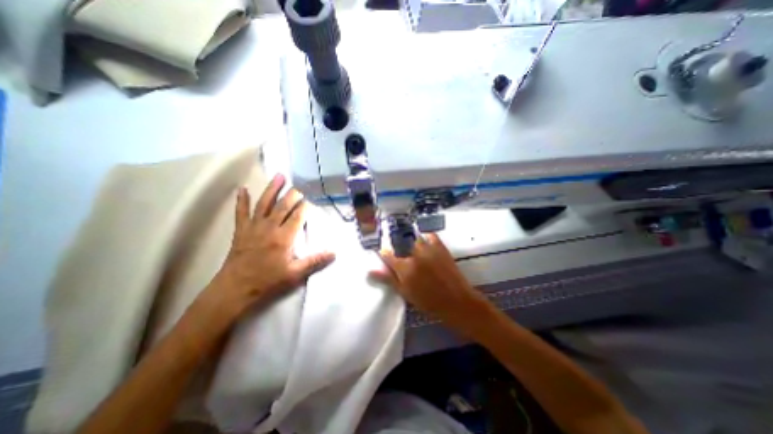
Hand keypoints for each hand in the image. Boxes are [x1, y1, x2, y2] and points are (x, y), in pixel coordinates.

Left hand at [206, 173, 336, 318]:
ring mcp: (253, 227)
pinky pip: (241, 212)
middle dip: (293, 194)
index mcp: (283, 237)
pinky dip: (241, 200)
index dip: (305, 206)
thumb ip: (315, 261)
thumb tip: (334, 252)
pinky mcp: (241, 230)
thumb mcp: (295, 274)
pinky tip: (242, 189)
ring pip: (264, 204)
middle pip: (283, 206)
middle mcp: (269, 227)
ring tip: (279, 176)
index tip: (312, 197)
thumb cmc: (268, 281)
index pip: (297, 216)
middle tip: (300, 184)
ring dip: (272, 189)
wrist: (235, 289)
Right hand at [369, 234, 491, 331]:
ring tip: (413, 249)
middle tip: (401, 253)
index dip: (384, 254)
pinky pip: (430, 235)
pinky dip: (426, 237)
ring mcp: (429, 249)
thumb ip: (388, 278)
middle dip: (398, 246)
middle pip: (401, 243)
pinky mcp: (440, 246)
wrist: (456, 301)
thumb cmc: (428, 301)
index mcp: (405, 268)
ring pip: (414, 238)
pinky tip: (426, 244)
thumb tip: (371, 270)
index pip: (388, 255)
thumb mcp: (405, 292)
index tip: (383, 253)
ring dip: (411, 242)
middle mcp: (415, 255)